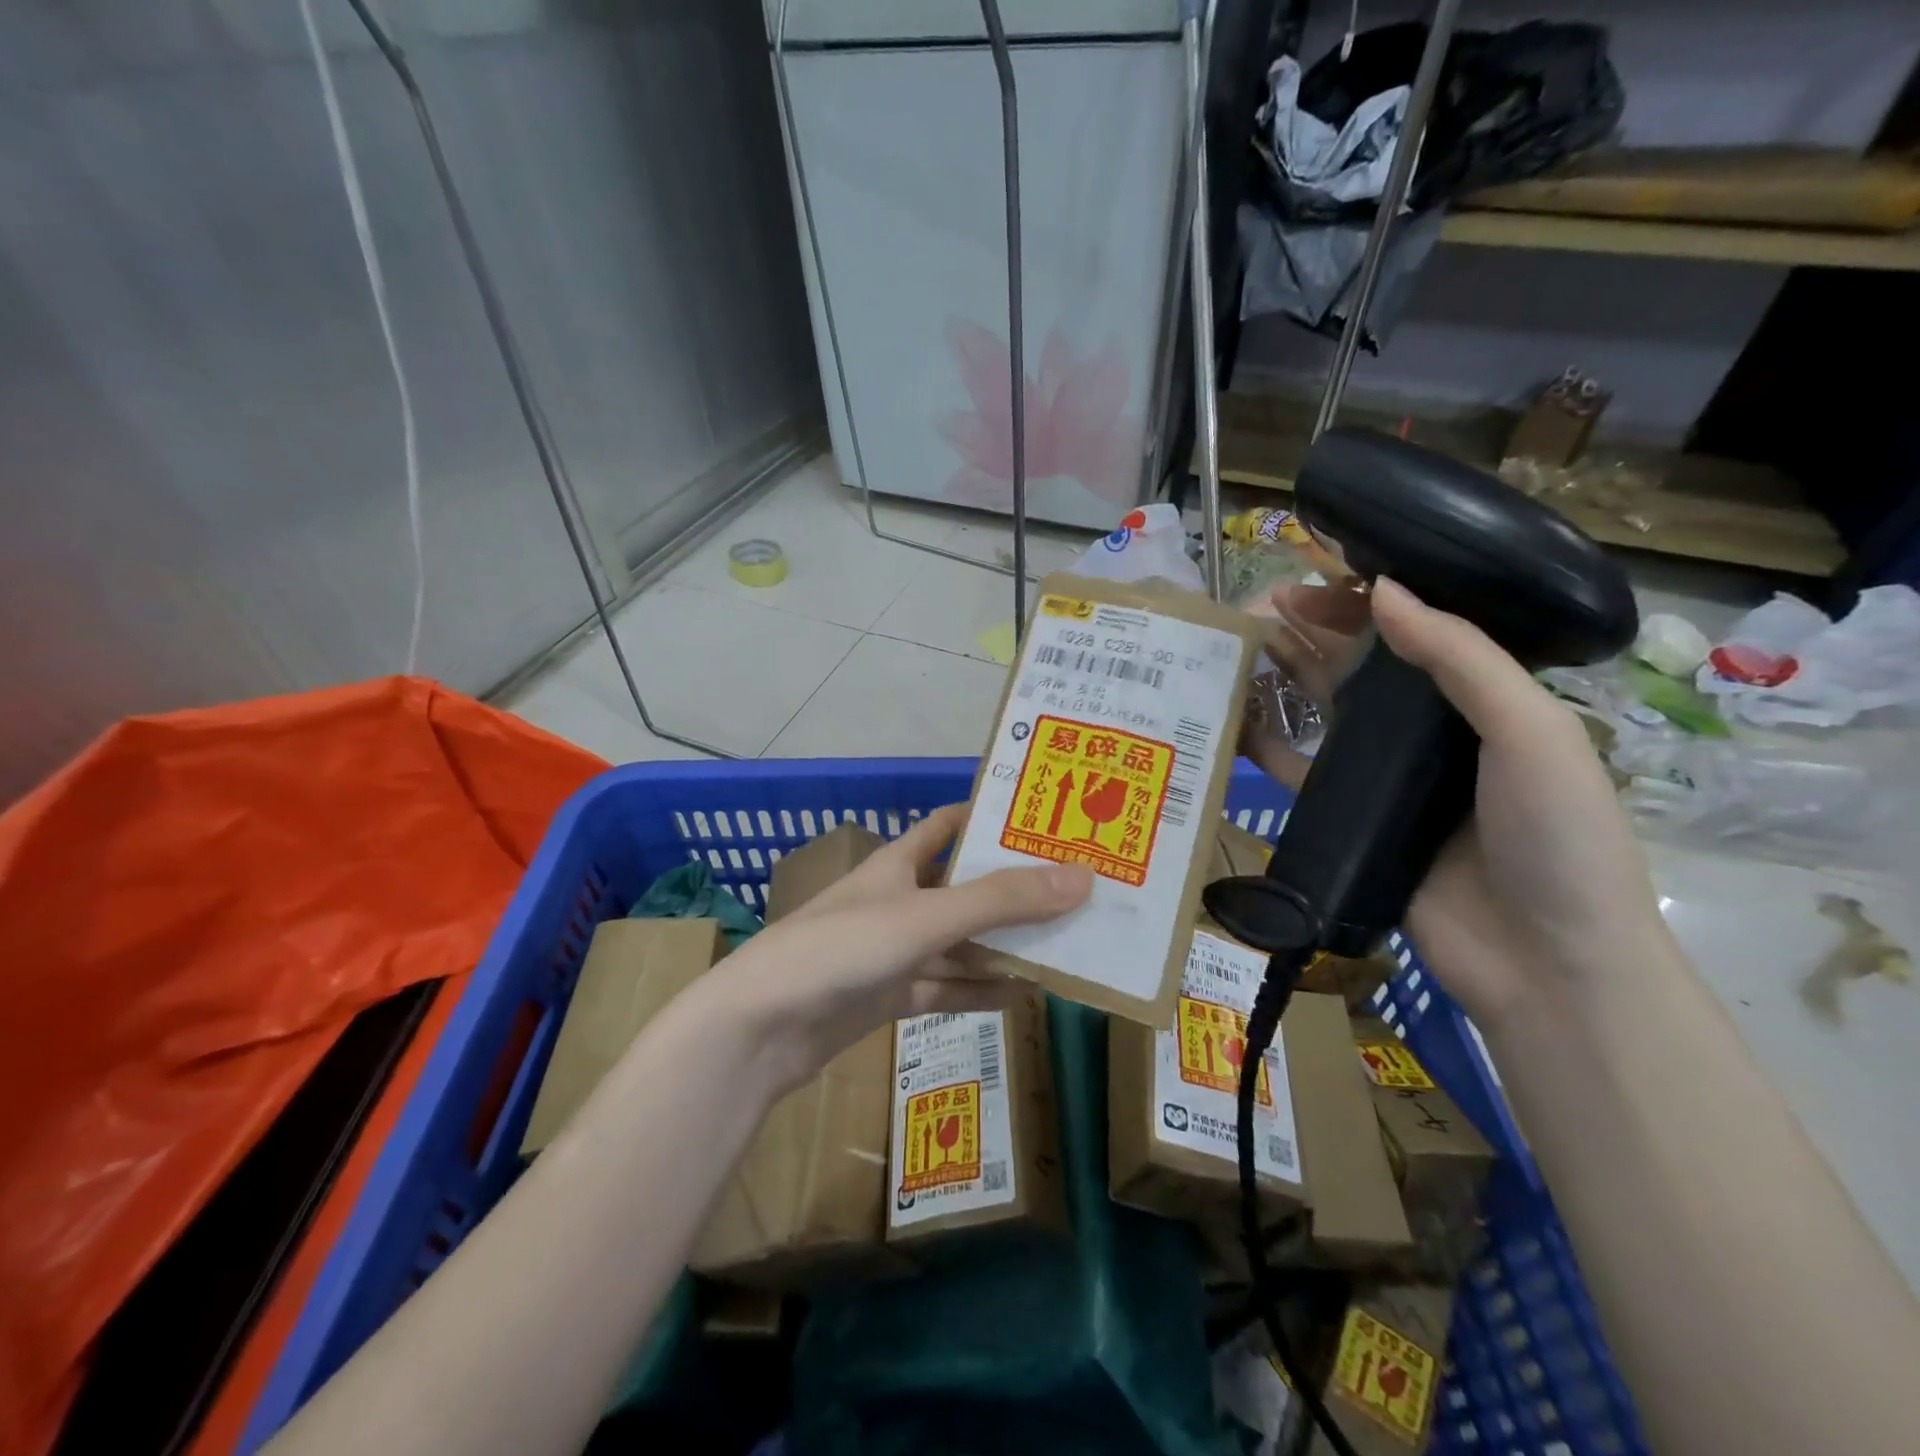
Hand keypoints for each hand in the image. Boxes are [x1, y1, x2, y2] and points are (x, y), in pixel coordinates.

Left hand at [701, 805, 1092, 1093]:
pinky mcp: (888, 996)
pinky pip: (945, 989)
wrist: (762, 1028)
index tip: (1043, 817)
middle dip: (1012, 888)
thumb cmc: (843, 947)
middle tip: (1075, 888)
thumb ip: (1001, 901)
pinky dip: (980, 991)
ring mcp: (892, 951)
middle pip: (963, 887)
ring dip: (1002, 945)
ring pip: (959, 942)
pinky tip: (1023, 994)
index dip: (989, 818)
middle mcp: (897, 900)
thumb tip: (1082, 877)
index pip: (948, 825)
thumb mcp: (926, 916)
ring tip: (1064, 943)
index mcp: (898, 863)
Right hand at [1243, 577, 1668, 1027]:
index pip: (1419, 633)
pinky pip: (1301, 770)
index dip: (1369, 601)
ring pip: (1325, 711)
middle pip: (1364, 666)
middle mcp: (1432, 732)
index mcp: (1484, 701)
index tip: (1318, 578)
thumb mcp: (1530, 732)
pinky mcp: (1349, 818)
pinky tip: (1233, 717)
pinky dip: (1267, 743)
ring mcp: (1386, 777)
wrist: (1544, 963)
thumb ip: (1461, 658)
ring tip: (1239, 645)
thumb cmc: (1557, 837)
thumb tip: (1382, 590)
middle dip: (1316, 631)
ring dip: (1286, 676)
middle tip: (1261, 605)